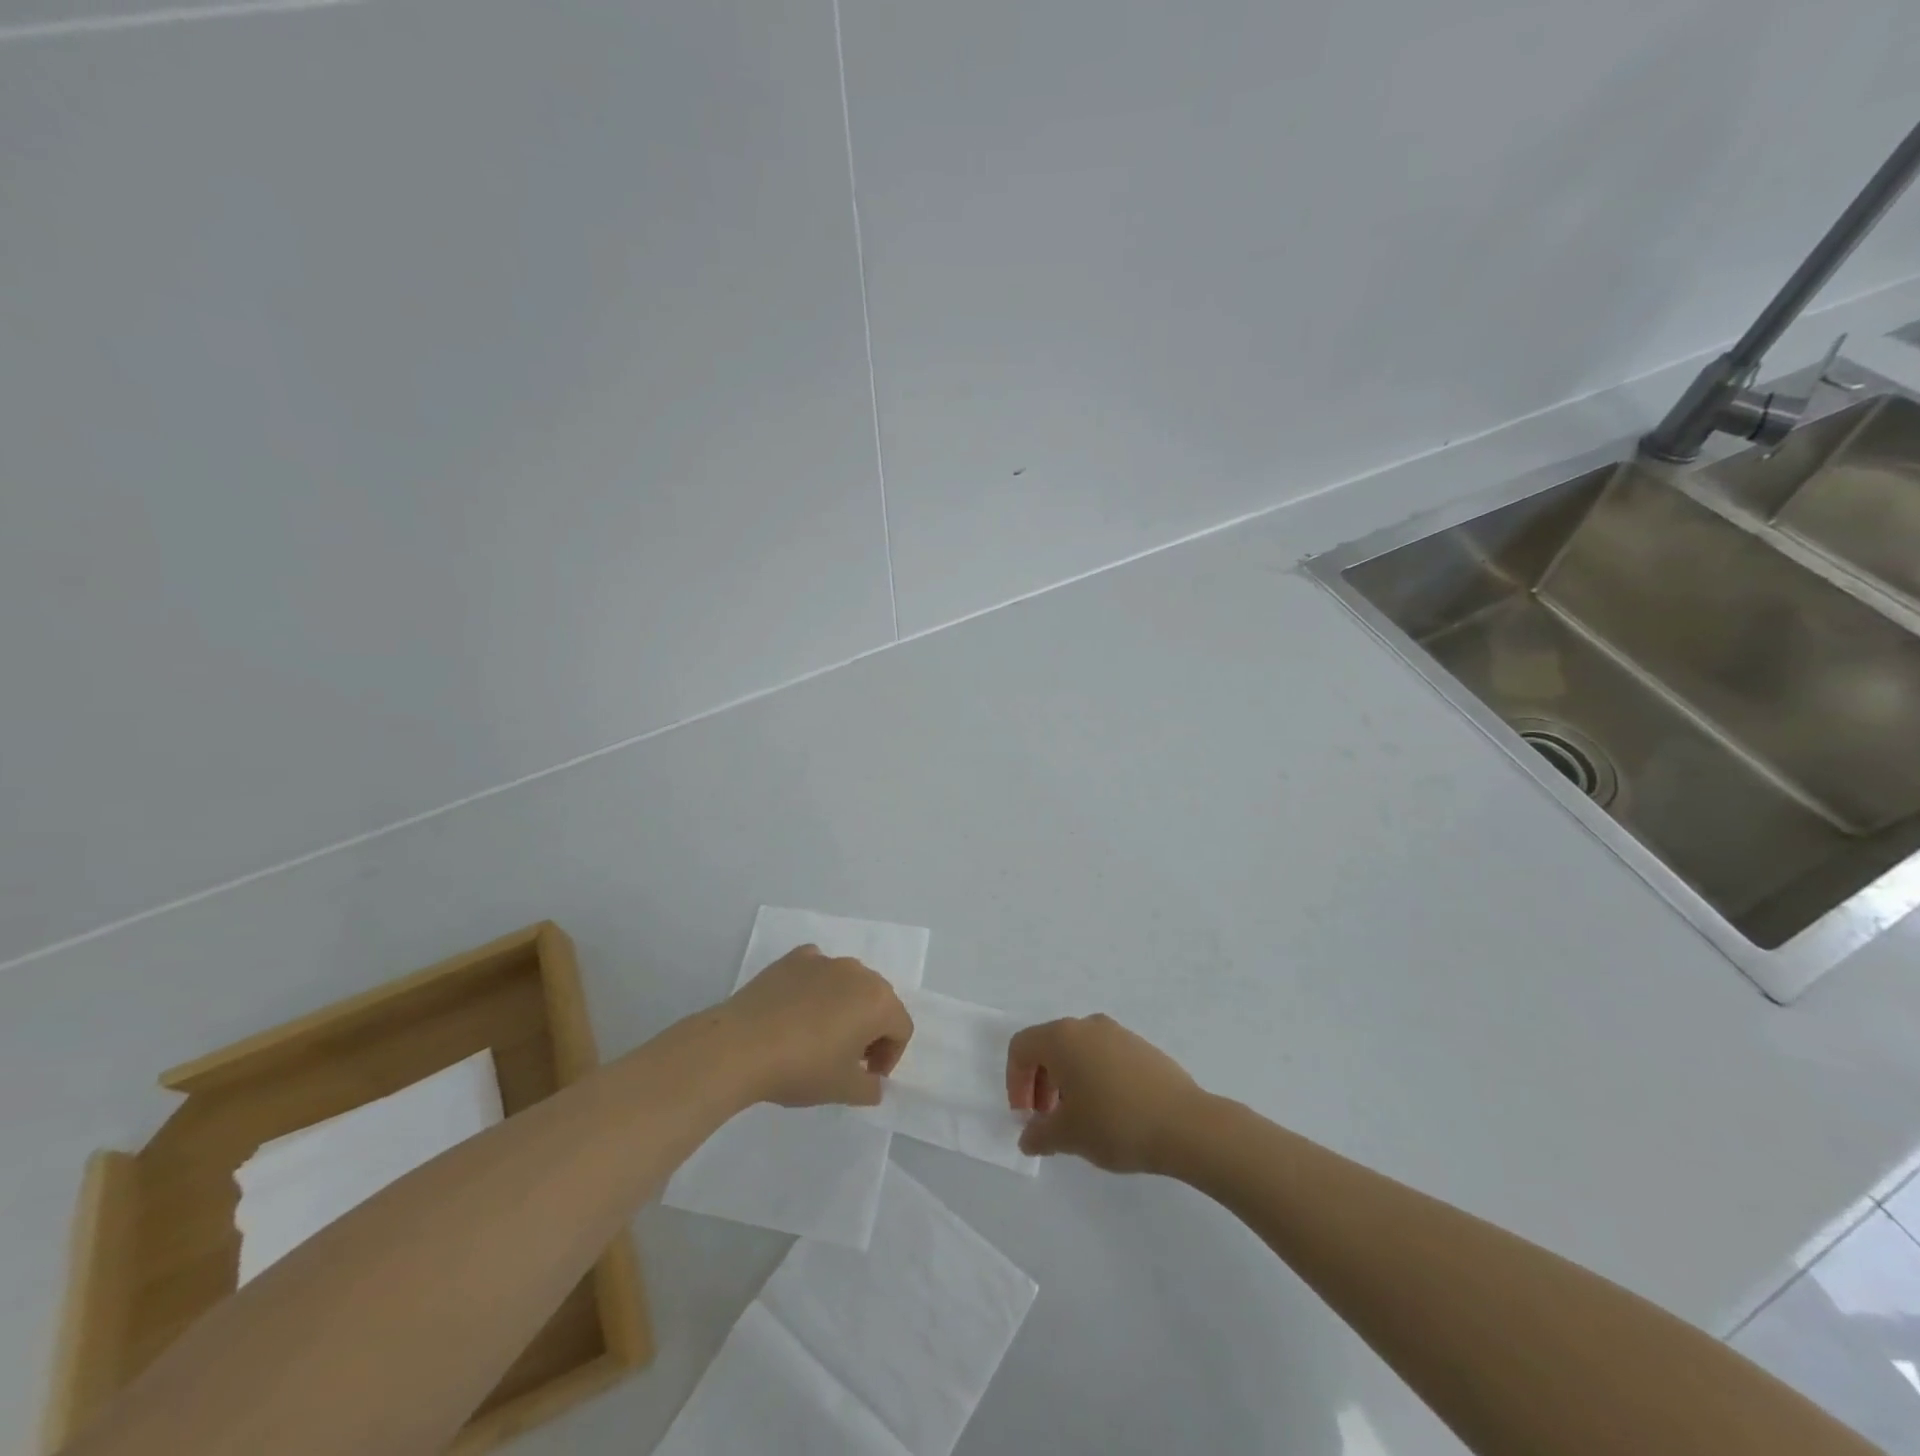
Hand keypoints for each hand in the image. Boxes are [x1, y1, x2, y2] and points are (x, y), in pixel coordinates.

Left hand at [723, 945, 913, 1108]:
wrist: (741, 1046)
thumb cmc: (802, 1068)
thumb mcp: (843, 1090)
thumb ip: (870, 1088)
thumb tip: (873, 1081)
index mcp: (878, 1001)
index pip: (901, 1029)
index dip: (890, 1057)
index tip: (867, 1078)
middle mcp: (858, 972)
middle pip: (878, 1001)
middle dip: (871, 1030)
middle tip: (848, 1059)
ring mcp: (825, 960)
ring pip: (848, 983)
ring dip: (845, 1007)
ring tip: (820, 1036)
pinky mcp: (794, 958)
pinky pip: (817, 971)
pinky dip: (816, 987)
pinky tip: (797, 1010)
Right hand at [1006, 1014, 1206, 1172]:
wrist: (1186, 1124)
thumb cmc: (1116, 1123)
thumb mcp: (1069, 1135)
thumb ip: (1039, 1134)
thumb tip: (1029, 1136)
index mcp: (1062, 1037)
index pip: (1021, 1047)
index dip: (1015, 1082)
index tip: (1027, 1116)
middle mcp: (1087, 1025)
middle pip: (1048, 1045)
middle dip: (1040, 1082)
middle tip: (1048, 1120)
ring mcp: (1117, 1033)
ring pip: (1077, 1050)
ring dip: (1067, 1080)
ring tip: (1079, 1119)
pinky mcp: (1141, 1047)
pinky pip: (1103, 1055)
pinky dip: (1093, 1077)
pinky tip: (1109, 1111)